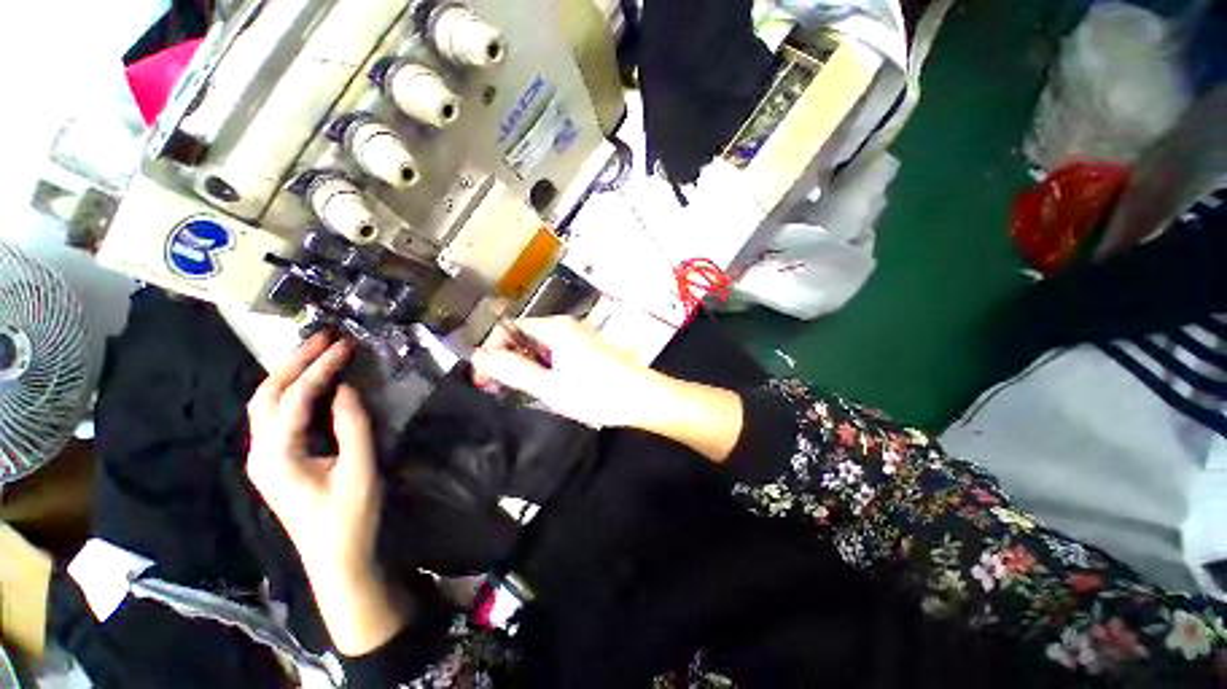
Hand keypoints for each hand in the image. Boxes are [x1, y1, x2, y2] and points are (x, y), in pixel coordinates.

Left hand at [245, 335, 379, 584]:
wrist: (335, 560)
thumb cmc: (350, 518)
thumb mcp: (360, 470)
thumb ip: (353, 426)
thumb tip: (346, 388)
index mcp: (277, 456)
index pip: (295, 398)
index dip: (320, 368)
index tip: (345, 345)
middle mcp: (260, 452)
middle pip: (266, 395)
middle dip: (295, 362)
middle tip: (325, 338)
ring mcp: (265, 458)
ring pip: (266, 404)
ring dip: (290, 373)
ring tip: (319, 352)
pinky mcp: (277, 461)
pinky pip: (277, 416)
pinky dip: (293, 391)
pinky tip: (313, 383)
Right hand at [472, 316, 665, 427]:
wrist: (644, 398)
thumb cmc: (598, 394)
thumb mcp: (550, 387)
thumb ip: (513, 371)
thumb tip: (479, 356)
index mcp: (555, 328)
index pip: (509, 330)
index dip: (492, 353)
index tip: (485, 382)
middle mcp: (566, 325)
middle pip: (524, 337)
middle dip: (509, 362)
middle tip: (505, 391)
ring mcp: (579, 335)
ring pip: (540, 347)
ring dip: (528, 367)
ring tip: (530, 392)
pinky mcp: (587, 347)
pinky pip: (556, 352)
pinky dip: (545, 367)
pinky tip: (552, 387)